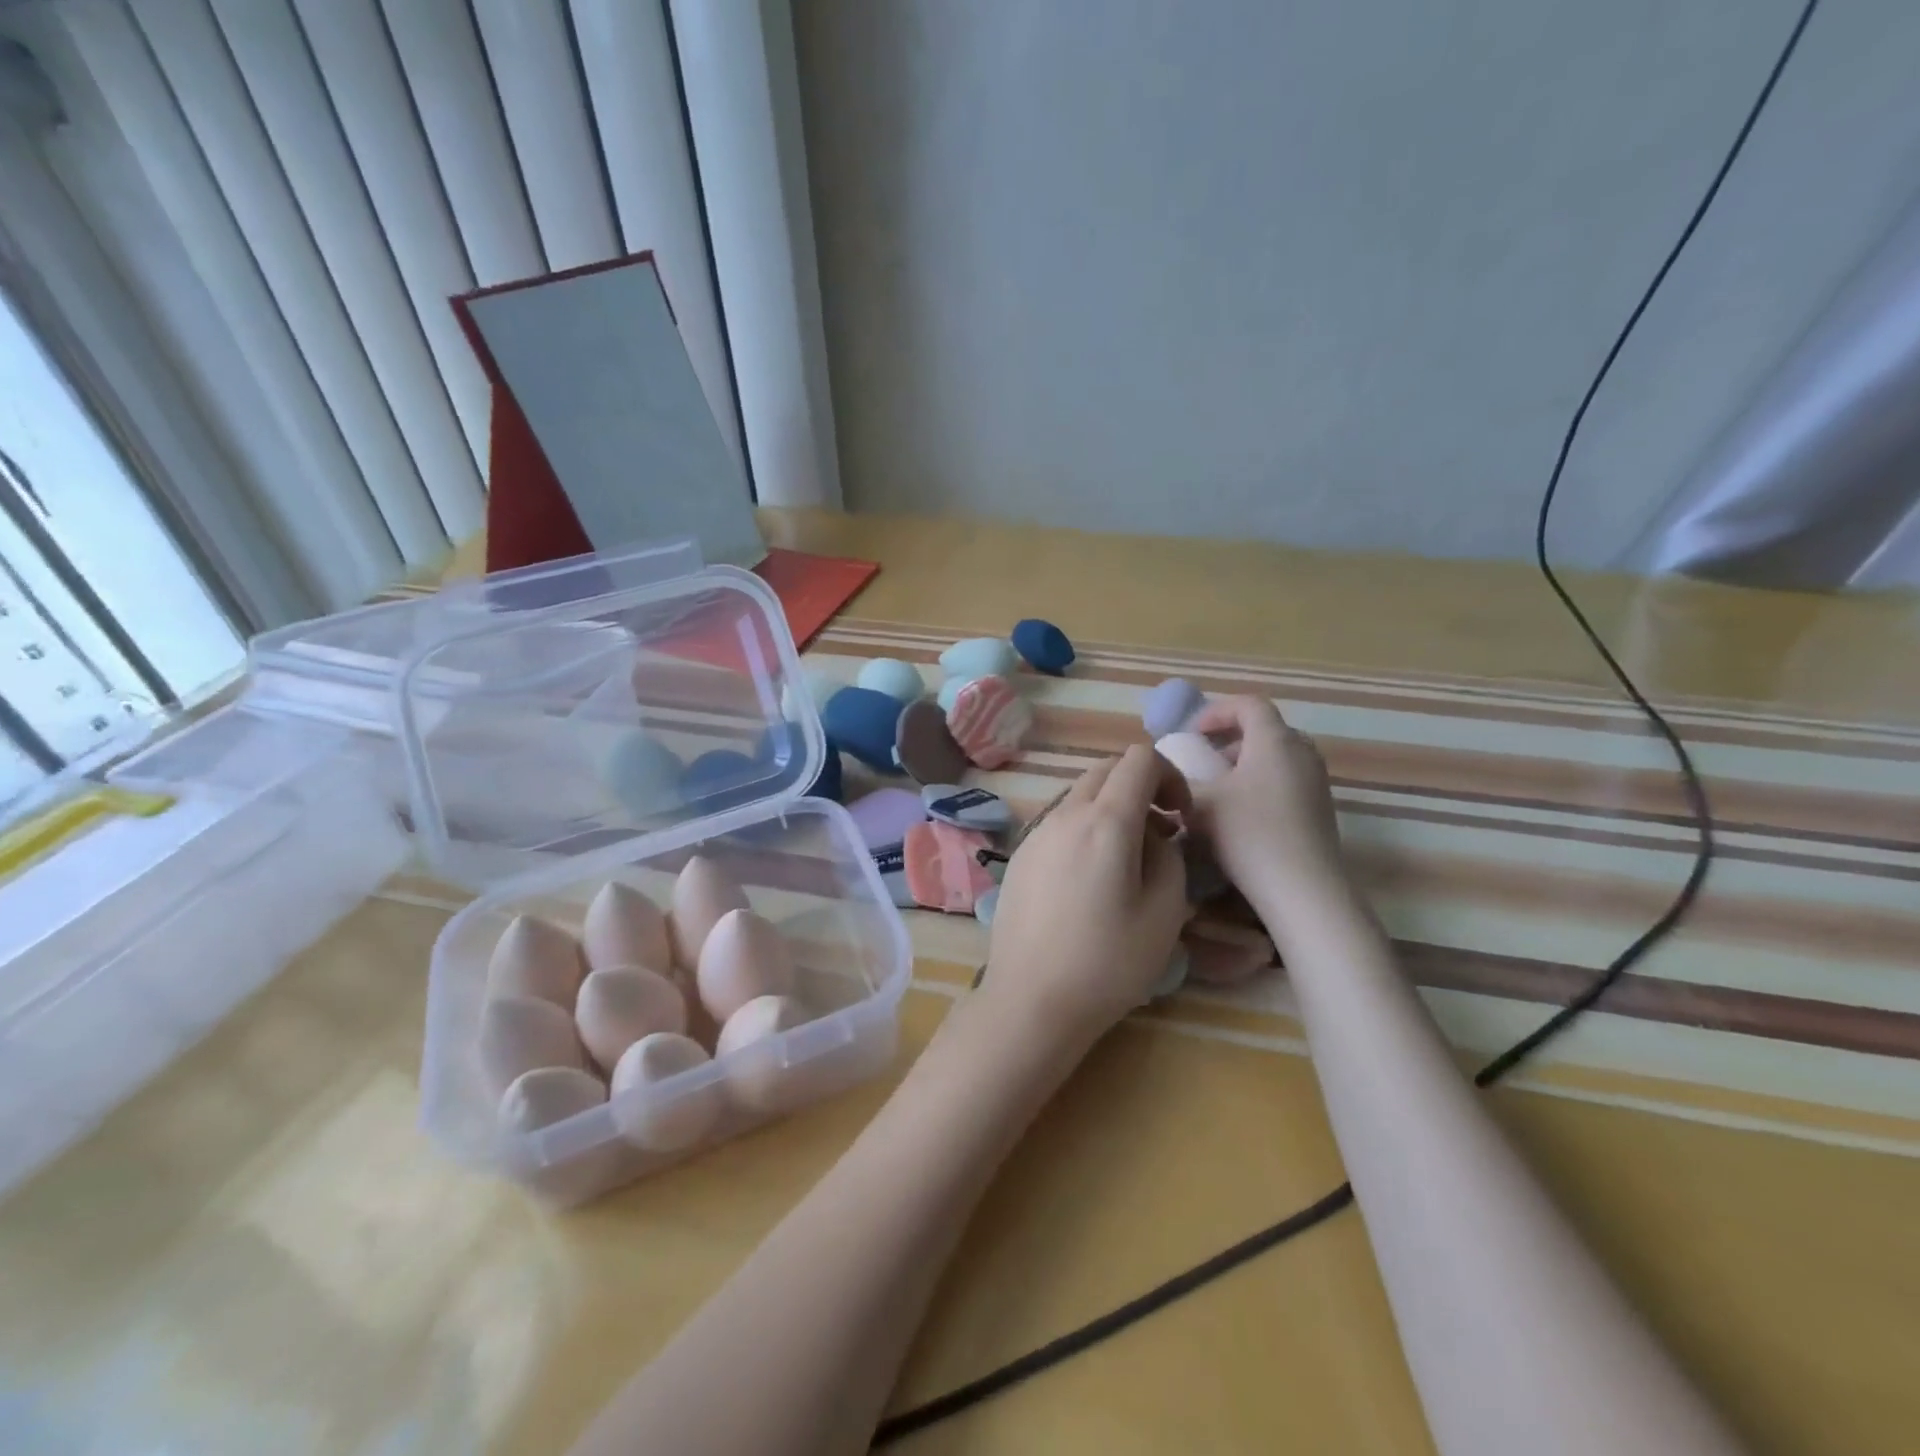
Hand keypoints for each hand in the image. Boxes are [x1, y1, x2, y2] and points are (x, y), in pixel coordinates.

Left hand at [980, 745, 1191, 1052]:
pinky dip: (1084, 827)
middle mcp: (1064, 814)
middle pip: (1106, 770)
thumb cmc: (1107, 962)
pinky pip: (1059, 821)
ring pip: (1080, 794)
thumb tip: (1154, 835)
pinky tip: (1089, 877)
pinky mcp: (1020, 855)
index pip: (1139, 759)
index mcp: (1105, 821)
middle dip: (1140, 787)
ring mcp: (1036, 833)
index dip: (1170, 775)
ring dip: (1110, 807)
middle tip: (1160, 833)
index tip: (1180, 816)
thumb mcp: (1164, 912)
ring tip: (1125, 859)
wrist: (1031, 999)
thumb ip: (1168, 857)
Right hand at [1185, 697, 1353, 917]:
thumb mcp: (1199, 804)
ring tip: (1219, 789)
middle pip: (1265, 729)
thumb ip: (1178, 782)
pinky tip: (1241, 815)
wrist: (1303, 889)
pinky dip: (1262, 783)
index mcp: (1274, 740)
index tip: (1191, 734)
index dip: (1216, 711)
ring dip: (1246, 763)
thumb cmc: (1249, 834)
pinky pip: (1287, 780)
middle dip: (1230, 738)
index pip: (1248, 704)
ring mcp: (1317, 781)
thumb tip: (1164, 775)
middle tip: (1203, 758)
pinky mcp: (1321, 808)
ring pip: (1277, 756)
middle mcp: (1301, 752)